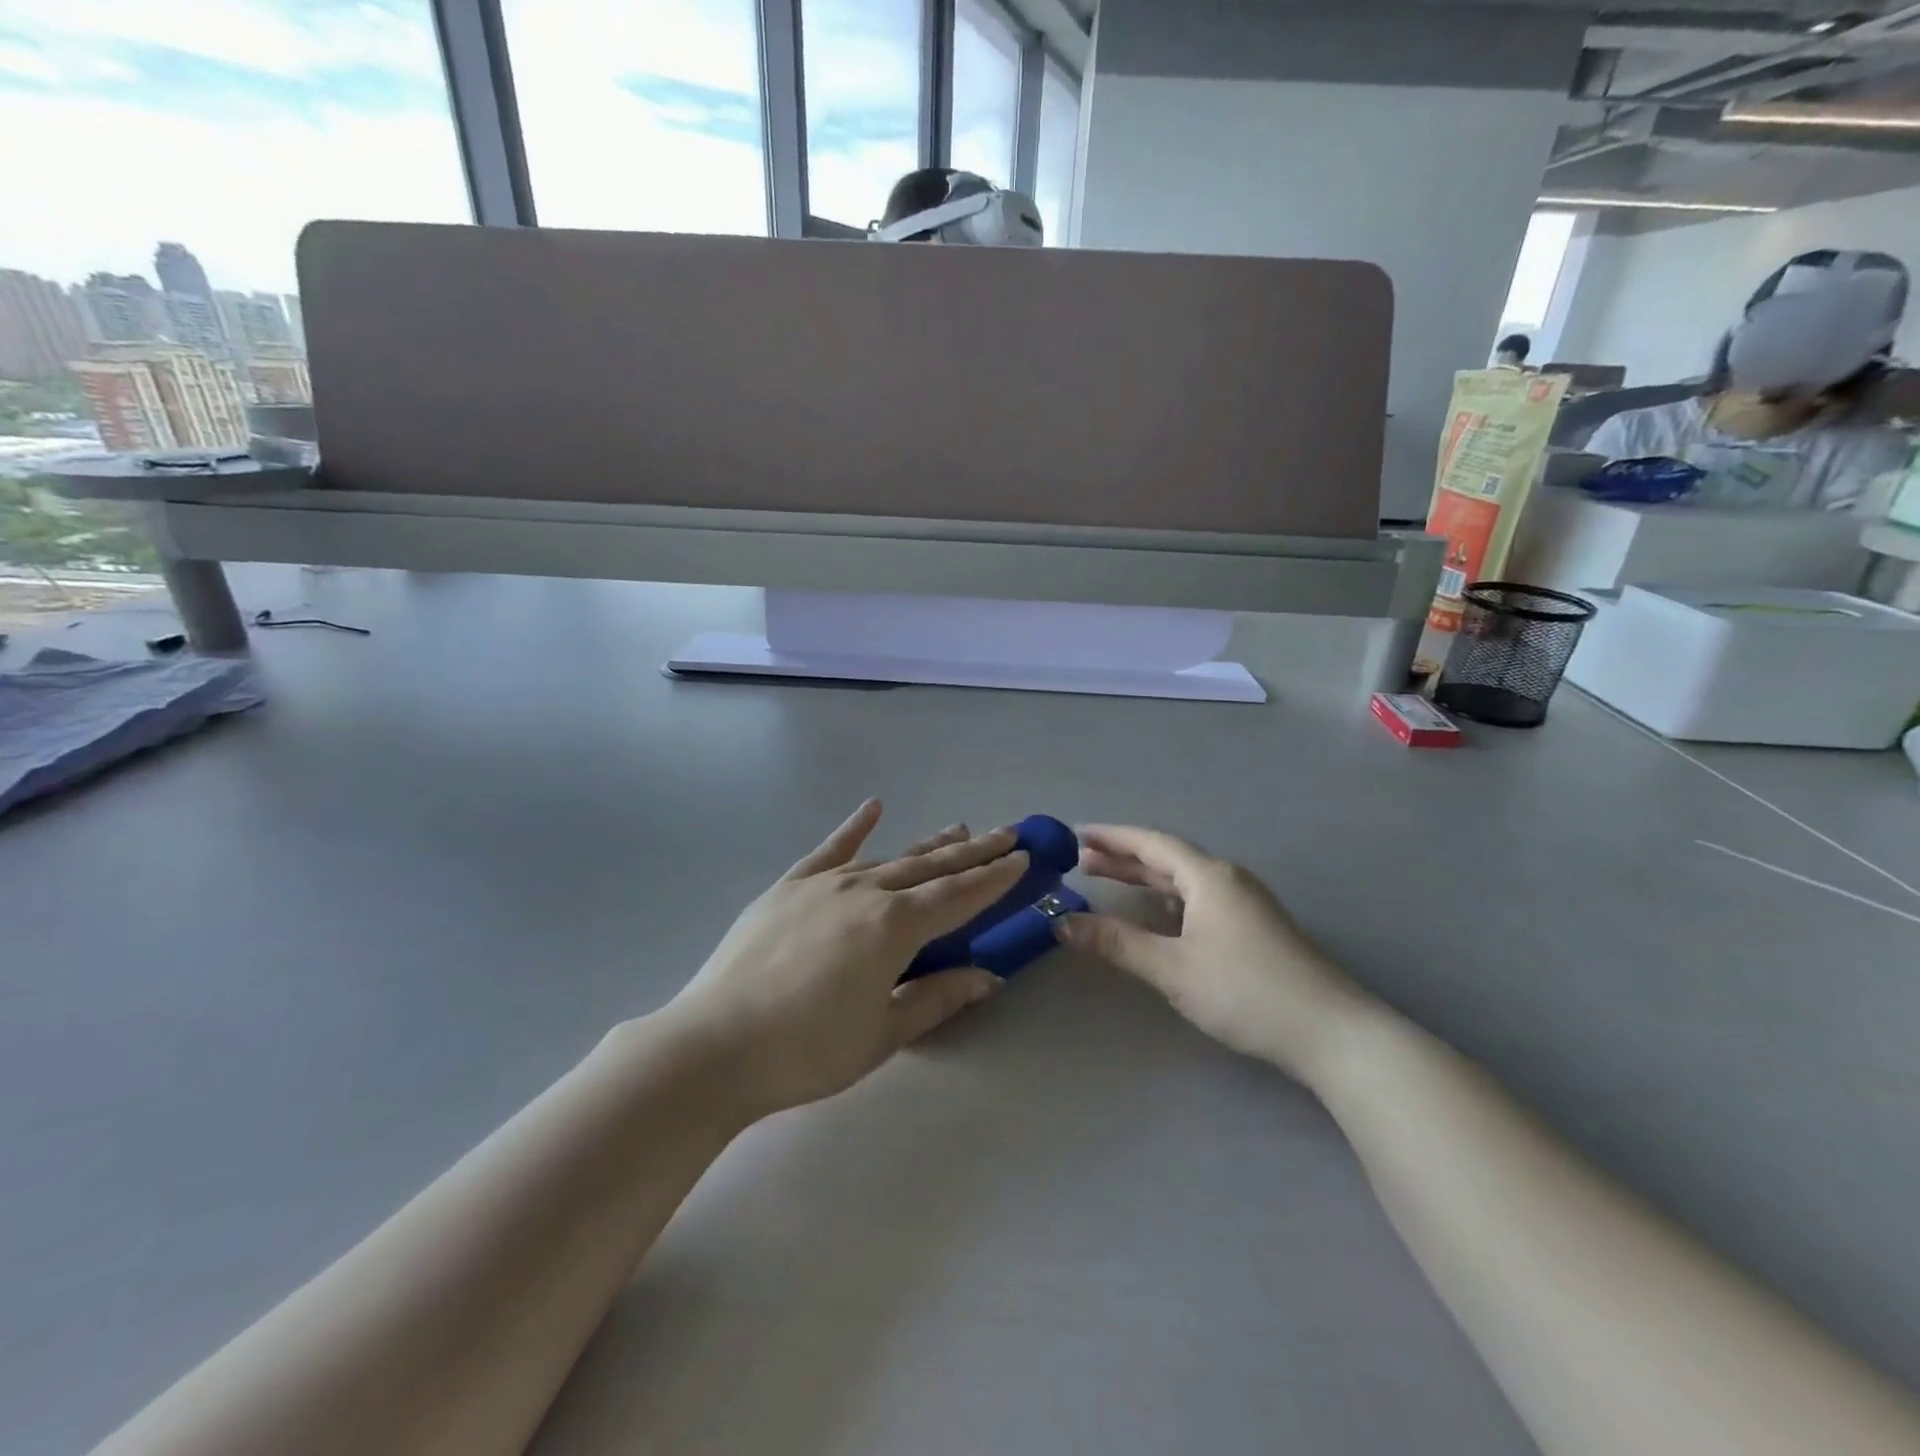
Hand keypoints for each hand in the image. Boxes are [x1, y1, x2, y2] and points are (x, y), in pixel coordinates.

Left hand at [662, 801, 1027, 1121]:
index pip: (959, 896)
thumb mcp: (882, 1035)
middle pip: (931, 867)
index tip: (1023, 858)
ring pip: (889, 857)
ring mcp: (824, 884)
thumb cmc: (807, 1051)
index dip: (995, 879)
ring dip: (928, 845)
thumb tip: (986, 976)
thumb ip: (937, 998)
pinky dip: (854, 828)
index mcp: (894, 928)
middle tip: (1006, 833)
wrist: (714, 1046)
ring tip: (959, 829)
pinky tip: (873, 806)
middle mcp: (865, 892)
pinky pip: (829, 850)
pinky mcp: (788, 887)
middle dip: (973, 852)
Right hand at [1056, 825, 1361, 1081]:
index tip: (1076, 834)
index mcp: (1208, 876)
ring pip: (1183, 880)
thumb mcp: (1172, 968)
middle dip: (1123, 857)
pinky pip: (1198, 899)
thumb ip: (1116, 943)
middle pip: (1166, 858)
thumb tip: (1062, 923)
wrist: (1330, 1032)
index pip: (1151, 843)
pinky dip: (1166, 899)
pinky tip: (1155, 915)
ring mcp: (1244, 903)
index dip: (1112, 837)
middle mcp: (1226, 879)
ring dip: (1145, 879)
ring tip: (1107, 881)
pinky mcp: (1254, 928)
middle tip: (1081, 860)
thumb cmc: (1245, 991)